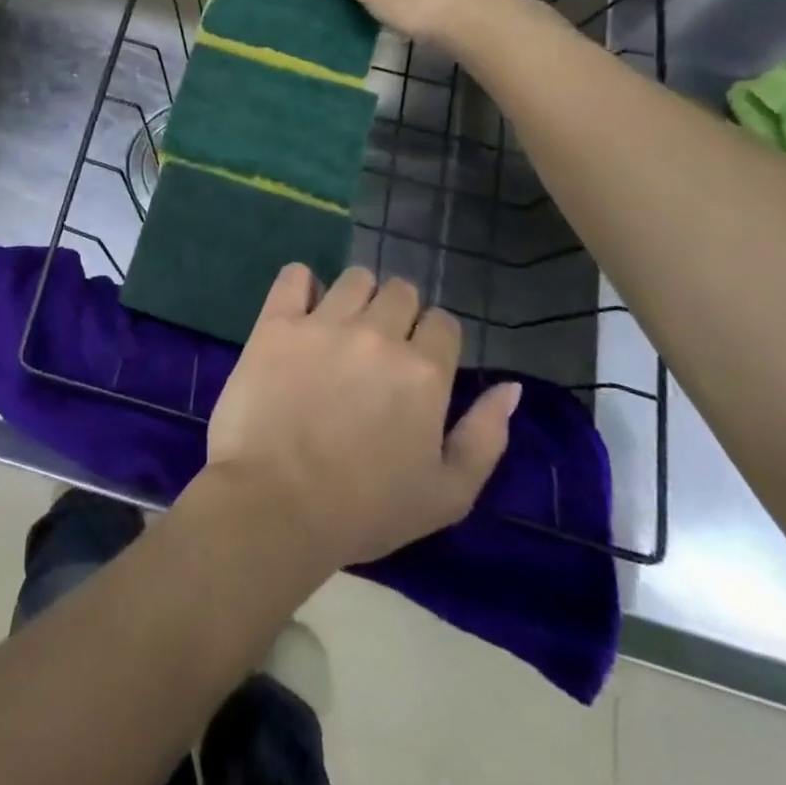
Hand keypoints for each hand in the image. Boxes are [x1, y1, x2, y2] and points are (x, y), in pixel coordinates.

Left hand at [204, 264, 521, 568]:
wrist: (274, 504)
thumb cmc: (364, 510)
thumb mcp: (448, 494)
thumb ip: (485, 435)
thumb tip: (511, 387)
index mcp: (423, 372)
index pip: (443, 323)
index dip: (434, 341)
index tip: (417, 364)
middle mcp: (378, 334)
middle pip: (402, 291)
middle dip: (398, 314)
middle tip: (378, 350)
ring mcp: (324, 323)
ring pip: (355, 278)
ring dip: (357, 297)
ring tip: (341, 329)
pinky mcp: (277, 321)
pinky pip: (295, 275)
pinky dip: (302, 285)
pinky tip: (302, 312)